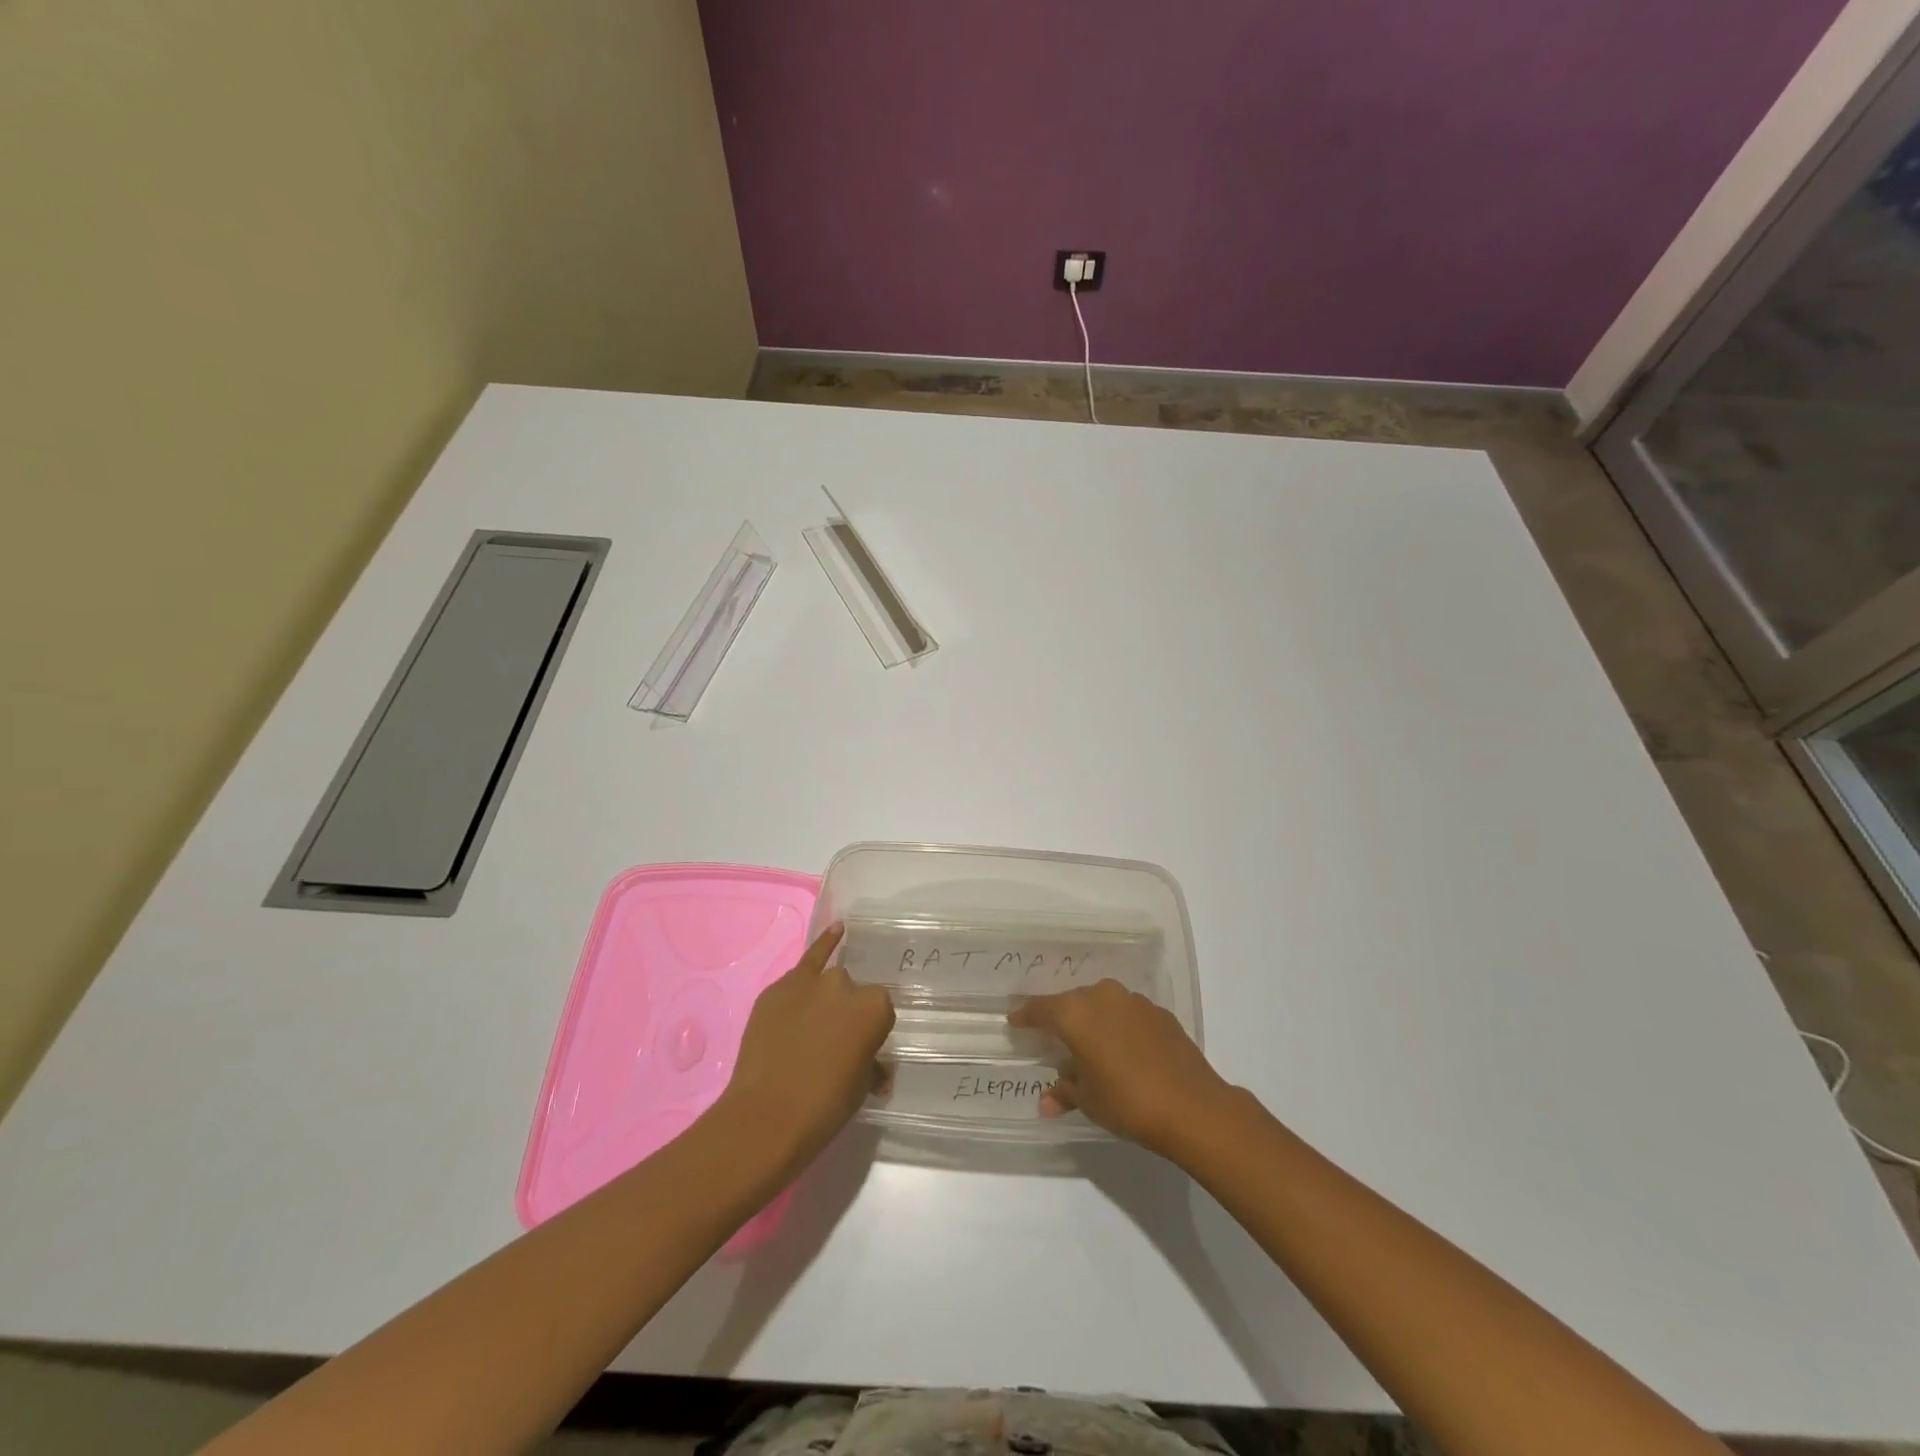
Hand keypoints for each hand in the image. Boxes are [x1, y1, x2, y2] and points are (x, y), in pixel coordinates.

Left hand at [714, 924, 894, 1173]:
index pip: (880, 1011)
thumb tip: (874, 1068)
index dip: (870, 1032)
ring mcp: (810, 981)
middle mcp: (846, 984)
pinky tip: (836, 931)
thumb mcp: (861, 1086)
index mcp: (875, 1007)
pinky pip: (805, 962)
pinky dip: (821, 946)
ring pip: (828, 980)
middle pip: (853, 994)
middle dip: (847, 1014)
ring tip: (815, 1023)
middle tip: (835, 1045)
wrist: (768, 1115)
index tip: (860, 1050)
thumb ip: (872, 1064)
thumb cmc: (825, 1105)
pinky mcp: (777, 988)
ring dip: (826, 997)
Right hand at [1010, 979, 1231, 1160]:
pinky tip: (1124, 1050)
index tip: (1015, 1021)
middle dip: (1062, 1019)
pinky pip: (1127, 1014)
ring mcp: (1134, 1001)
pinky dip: (1119, 1026)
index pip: (1041, 1008)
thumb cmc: (1127, 1101)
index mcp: (1075, 1013)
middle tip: (1054, 1038)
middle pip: (1072, 1002)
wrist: (1192, 1106)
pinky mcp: (1159, 1012)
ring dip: (1094, 1021)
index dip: (1026, 1016)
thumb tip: (1047, 1102)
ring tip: (1091, 1046)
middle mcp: (1102, 996)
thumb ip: (1065, 1092)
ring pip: (1102, 1004)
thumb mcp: (1088, 1101)